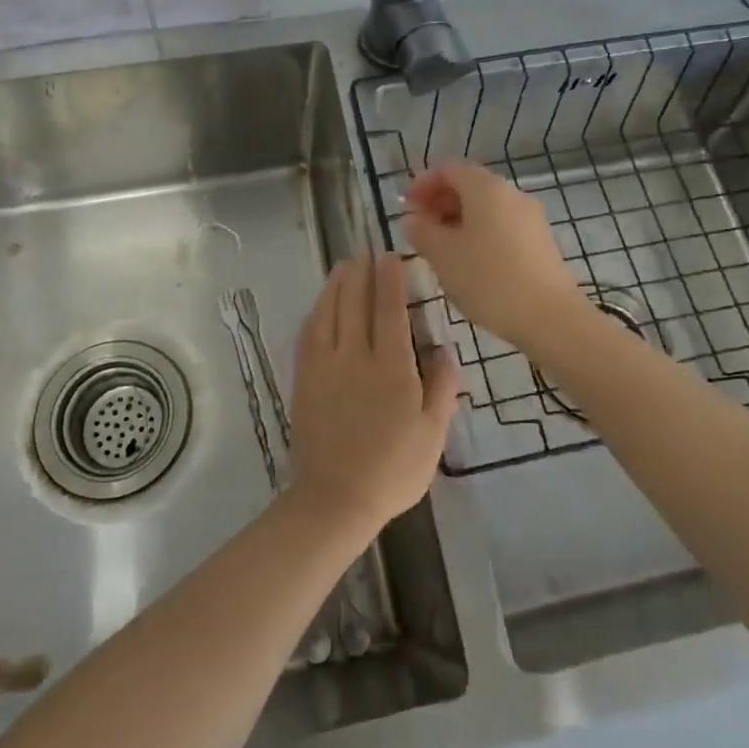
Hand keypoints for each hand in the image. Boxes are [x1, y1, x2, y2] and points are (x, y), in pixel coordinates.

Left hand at [289, 252, 458, 537]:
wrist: (335, 498)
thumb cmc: (393, 469)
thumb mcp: (433, 434)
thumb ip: (441, 388)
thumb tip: (444, 350)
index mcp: (390, 367)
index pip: (389, 310)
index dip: (389, 279)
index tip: (390, 256)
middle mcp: (354, 356)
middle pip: (355, 302)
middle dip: (361, 272)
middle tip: (365, 249)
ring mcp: (324, 365)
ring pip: (329, 311)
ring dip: (336, 284)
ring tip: (344, 265)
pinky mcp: (304, 379)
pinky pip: (309, 333)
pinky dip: (316, 311)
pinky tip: (320, 304)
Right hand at [403, 160, 587, 352]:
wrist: (550, 317)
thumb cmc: (489, 279)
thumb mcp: (443, 256)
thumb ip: (422, 232)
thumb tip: (412, 218)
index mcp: (486, 188)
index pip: (449, 169)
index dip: (423, 183)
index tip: (407, 207)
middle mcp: (511, 194)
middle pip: (470, 185)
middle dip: (440, 202)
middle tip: (419, 229)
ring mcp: (530, 218)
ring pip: (486, 208)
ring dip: (458, 220)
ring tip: (441, 249)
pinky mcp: (540, 241)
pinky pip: (502, 225)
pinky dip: (479, 233)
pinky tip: (470, 262)